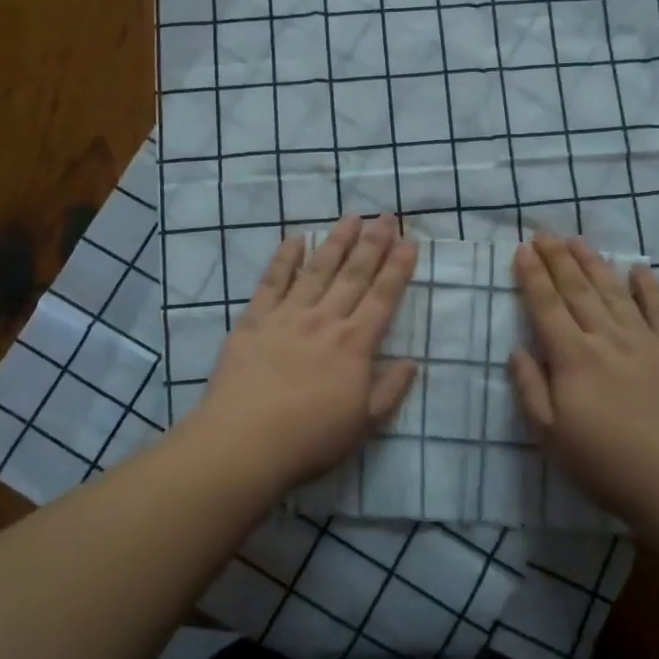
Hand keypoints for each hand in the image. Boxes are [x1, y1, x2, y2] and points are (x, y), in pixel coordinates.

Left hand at [192, 214, 418, 493]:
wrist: (245, 442)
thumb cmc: (310, 439)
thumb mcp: (364, 425)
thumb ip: (390, 390)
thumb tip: (412, 362)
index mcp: (355, 344)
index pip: (383, 297)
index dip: (398, 268)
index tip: (409, 241)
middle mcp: (325, 320)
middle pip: (354, 274)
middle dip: (373, 243)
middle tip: (386, 216)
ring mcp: (288, 316)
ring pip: (317, 269)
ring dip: (336, 241)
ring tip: (350, 217)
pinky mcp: (255, 320)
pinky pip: (272, 281)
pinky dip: (285, 258)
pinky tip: (295, 239)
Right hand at [509, 234, 658, 534]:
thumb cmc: (608, 464)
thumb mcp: (552, 437)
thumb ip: (531, 390)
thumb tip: (517, 352)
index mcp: (572, 358)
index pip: (546, 306)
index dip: (532, 276)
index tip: (522, 250)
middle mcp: (606, 338)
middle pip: (577, 290)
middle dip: (557, 259)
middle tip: (544, 232)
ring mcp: (645, 342)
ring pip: (613, 291)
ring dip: (594, 263)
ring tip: (578, 240)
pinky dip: (649, 286)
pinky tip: (638, 269)